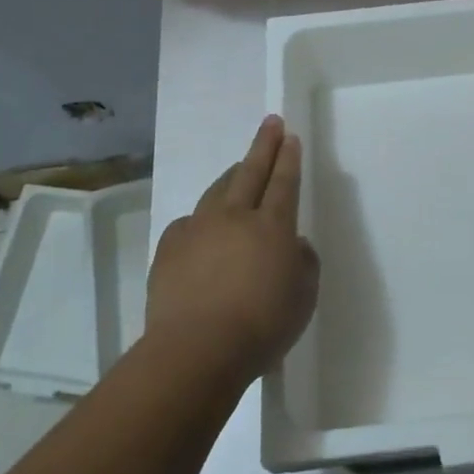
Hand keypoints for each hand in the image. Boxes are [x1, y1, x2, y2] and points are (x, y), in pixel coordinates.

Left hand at [145, 116, 318, 385]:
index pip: (284, 182)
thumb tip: (293, 246)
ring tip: (238, 167)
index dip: (288, 158)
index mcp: (272, 226)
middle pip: (251, 172)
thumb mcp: (304, 298)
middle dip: (264, 145)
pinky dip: (201, 219)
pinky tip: (202, 227)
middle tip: (270, 123)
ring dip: (232, 175)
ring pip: (217, 190)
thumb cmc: (261, 326)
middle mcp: (235, 217)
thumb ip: (304, 264)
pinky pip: (189, 223)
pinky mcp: (169, 248)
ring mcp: (198, 229)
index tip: (290, 136)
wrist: (196, 350)